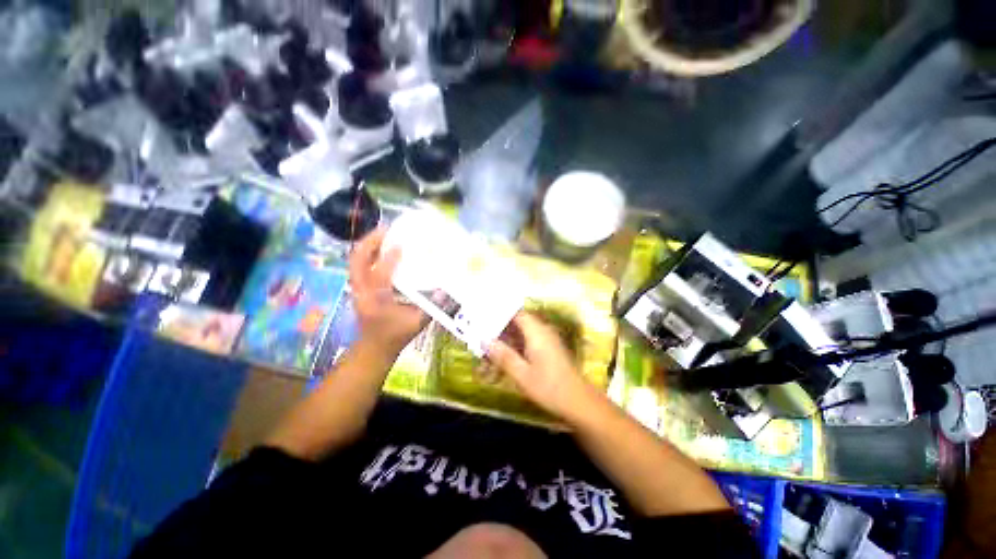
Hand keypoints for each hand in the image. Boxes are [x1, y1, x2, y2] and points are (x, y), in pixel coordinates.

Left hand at [349, 228, 427, 354]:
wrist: (374, 347)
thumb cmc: (395, 335)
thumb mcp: (416, 323)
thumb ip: (431, 307)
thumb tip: (447, 290)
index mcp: (375, 301)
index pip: (378, 276)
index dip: (388, 259)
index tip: (400, 244)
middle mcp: (361, 291)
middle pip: (356, 261)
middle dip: (370, 242)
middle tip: (386, 229)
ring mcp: (357, 288)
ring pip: (355, 260)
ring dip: (368, 245)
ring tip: (384, 233)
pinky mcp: (359, 287)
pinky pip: (360, 265)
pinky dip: (369, 253)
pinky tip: (383, 248)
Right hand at [486, 312, 601, 421]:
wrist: (579, 402)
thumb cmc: (550, 388)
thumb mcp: (522, 374)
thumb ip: (503, 355)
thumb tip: (484, 340)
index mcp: (536, 331)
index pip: (515, 313)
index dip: (498, 314)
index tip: (482, 319)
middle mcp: (542, 331)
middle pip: (516, 323)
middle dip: (498, 332)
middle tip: (480, 341)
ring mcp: (546, 340)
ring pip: (521, 334)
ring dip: (505, 343)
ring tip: (487, 355)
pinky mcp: (548, 350)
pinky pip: (527, 342)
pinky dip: (514, 349)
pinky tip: (503, 362)